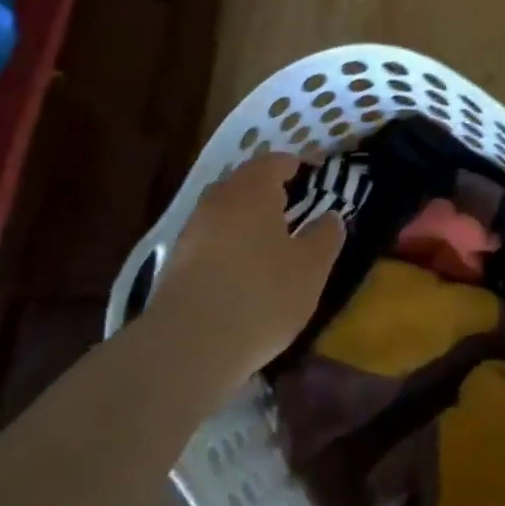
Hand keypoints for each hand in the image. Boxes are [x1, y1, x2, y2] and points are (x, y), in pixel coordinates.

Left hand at [149, 153, 345, 379]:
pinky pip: (209, 239)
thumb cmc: (262, 295)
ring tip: (268, 239)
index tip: (309, 172)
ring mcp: (191, 230)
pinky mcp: (174, 261)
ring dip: (245, 218)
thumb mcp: (311, 268)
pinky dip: (227, 243)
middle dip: (266, 190)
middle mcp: (217, 200)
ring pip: (223, 211)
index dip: (293, 165)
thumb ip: (325, 236)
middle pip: (243, 182)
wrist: (189, 344)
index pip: (273, 162)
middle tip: (290, 204)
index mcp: (252, 190)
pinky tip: (240, 268)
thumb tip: (330, 217)